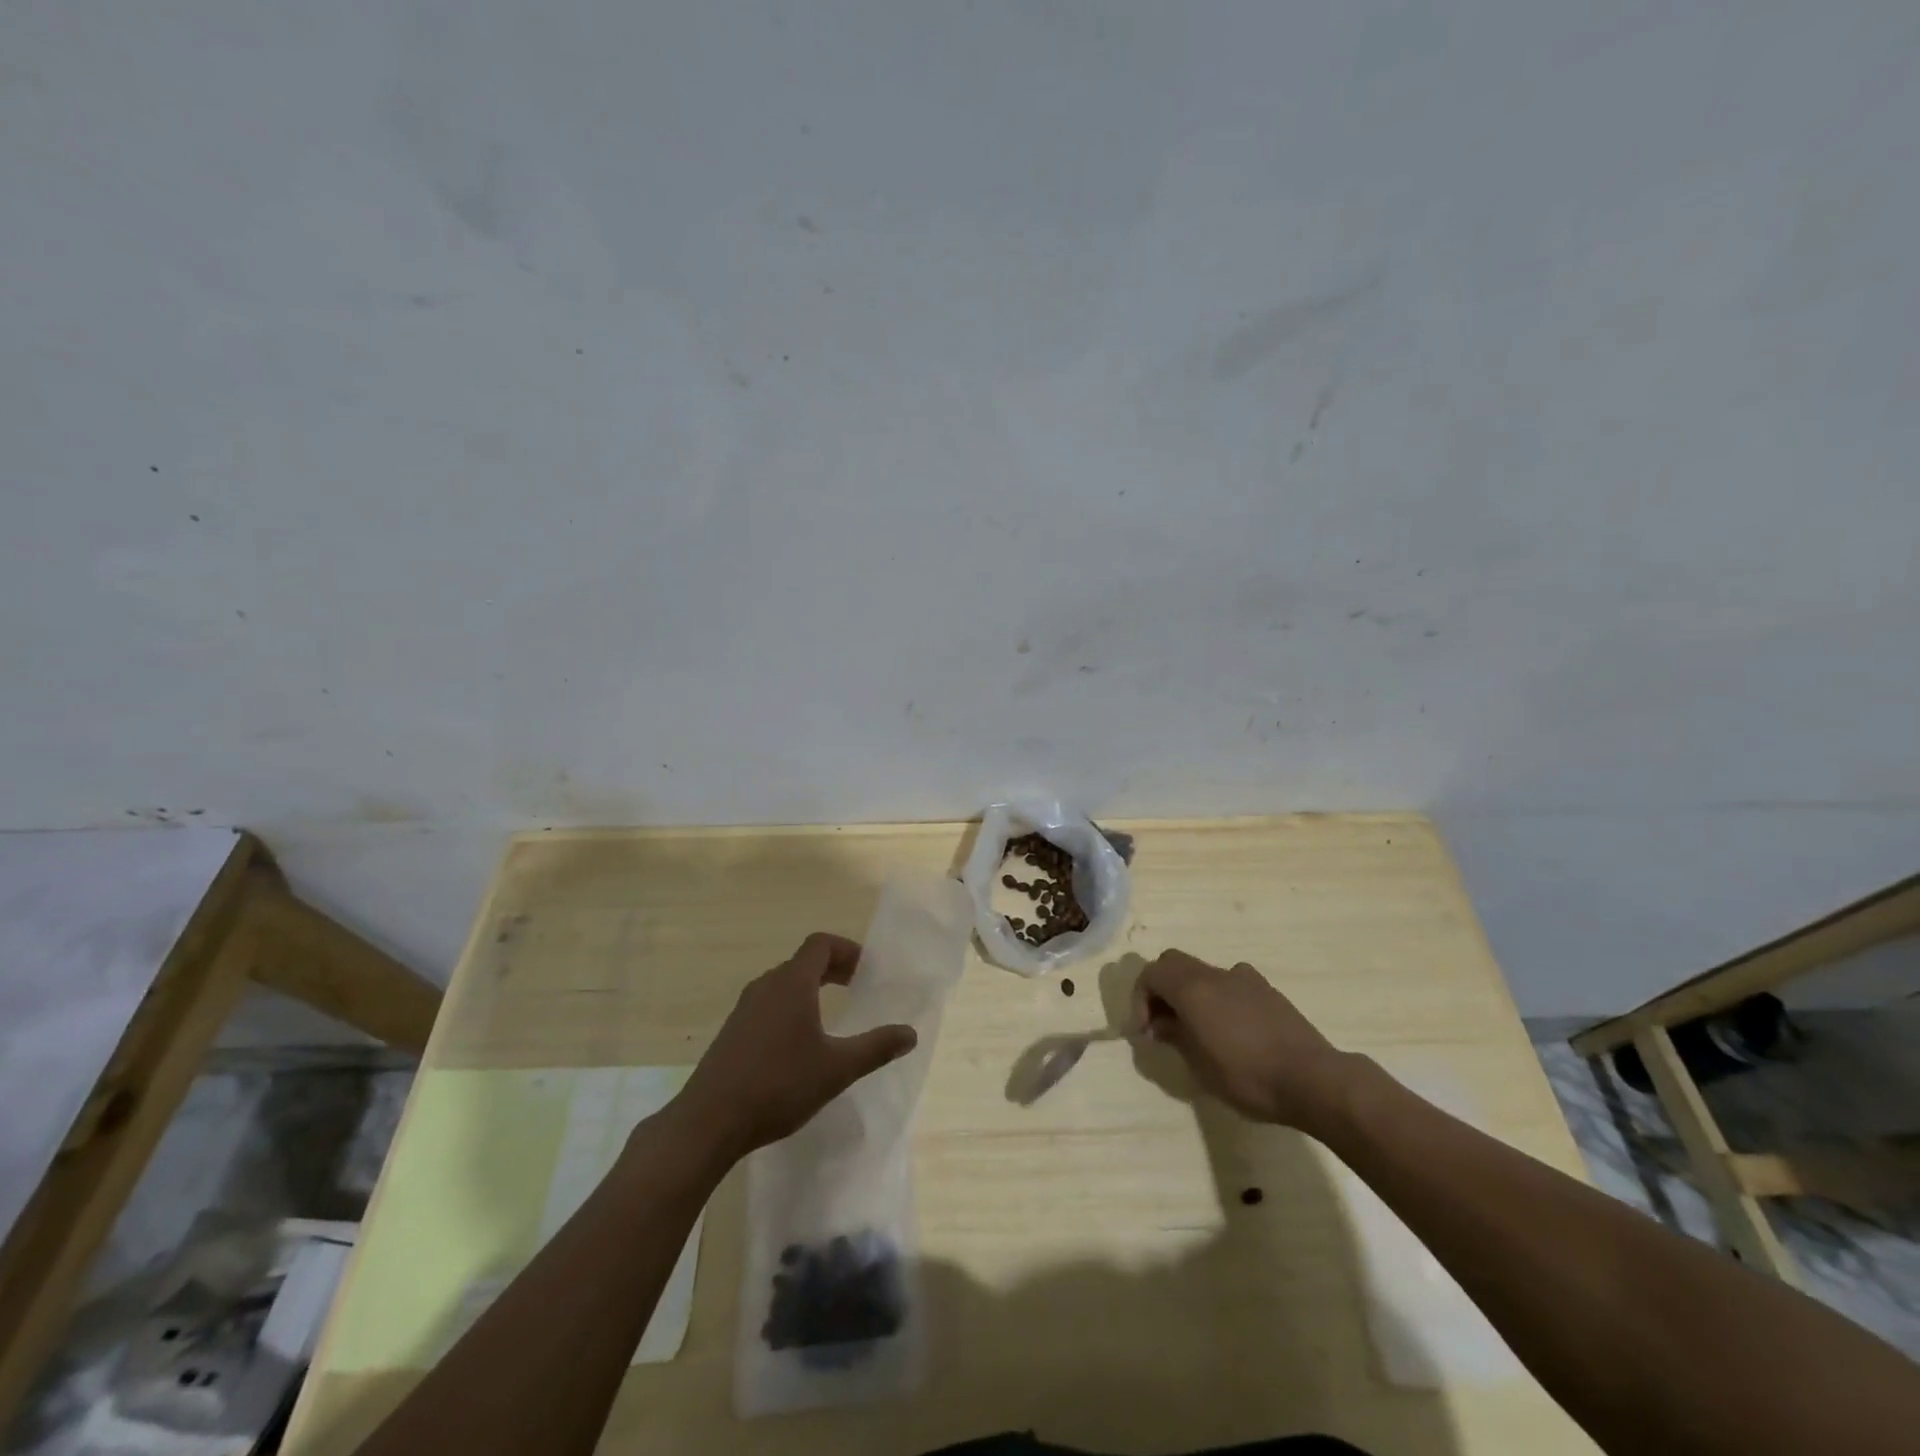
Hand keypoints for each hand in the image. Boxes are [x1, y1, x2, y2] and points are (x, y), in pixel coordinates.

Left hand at [672, 933, 916, 1160]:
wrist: (708, 1122)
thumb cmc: (779, 1086)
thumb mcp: (837, 1069)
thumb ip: (876, 1047)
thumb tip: (910, 1033)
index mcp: (792, 983)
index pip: (820, 944)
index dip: (847, 950)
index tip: (866, 971)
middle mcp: (766, 985)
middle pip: (803, 961)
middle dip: (833, 969)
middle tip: (857, 988)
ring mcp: (744, 1008)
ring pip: (784, 983)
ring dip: (810, 988)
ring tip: (831, 1014)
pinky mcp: (732, 1031)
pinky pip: (768, 1004)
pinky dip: (790, 1007)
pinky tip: (798, 1044)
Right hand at [1133, 949, 1358, 1134]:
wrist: (1313, 1079)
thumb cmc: (1248, 1075)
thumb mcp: (1200, 1065)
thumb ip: (1175, 1035)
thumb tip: (1160, 1023)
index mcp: (1192, 987)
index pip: (1151, 973)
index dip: (1140, 999)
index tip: (1145, 1031)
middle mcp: (1215, 974)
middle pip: (1173, 963)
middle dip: (1161, 989)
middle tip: (1162, 1023)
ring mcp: (1244, 978)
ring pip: (1203, 972)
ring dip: (1189, 992)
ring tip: (1196, 1028)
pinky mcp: (1267, 991)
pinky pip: (1230, 983)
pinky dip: (1217, 997)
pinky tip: (1230, 1029)